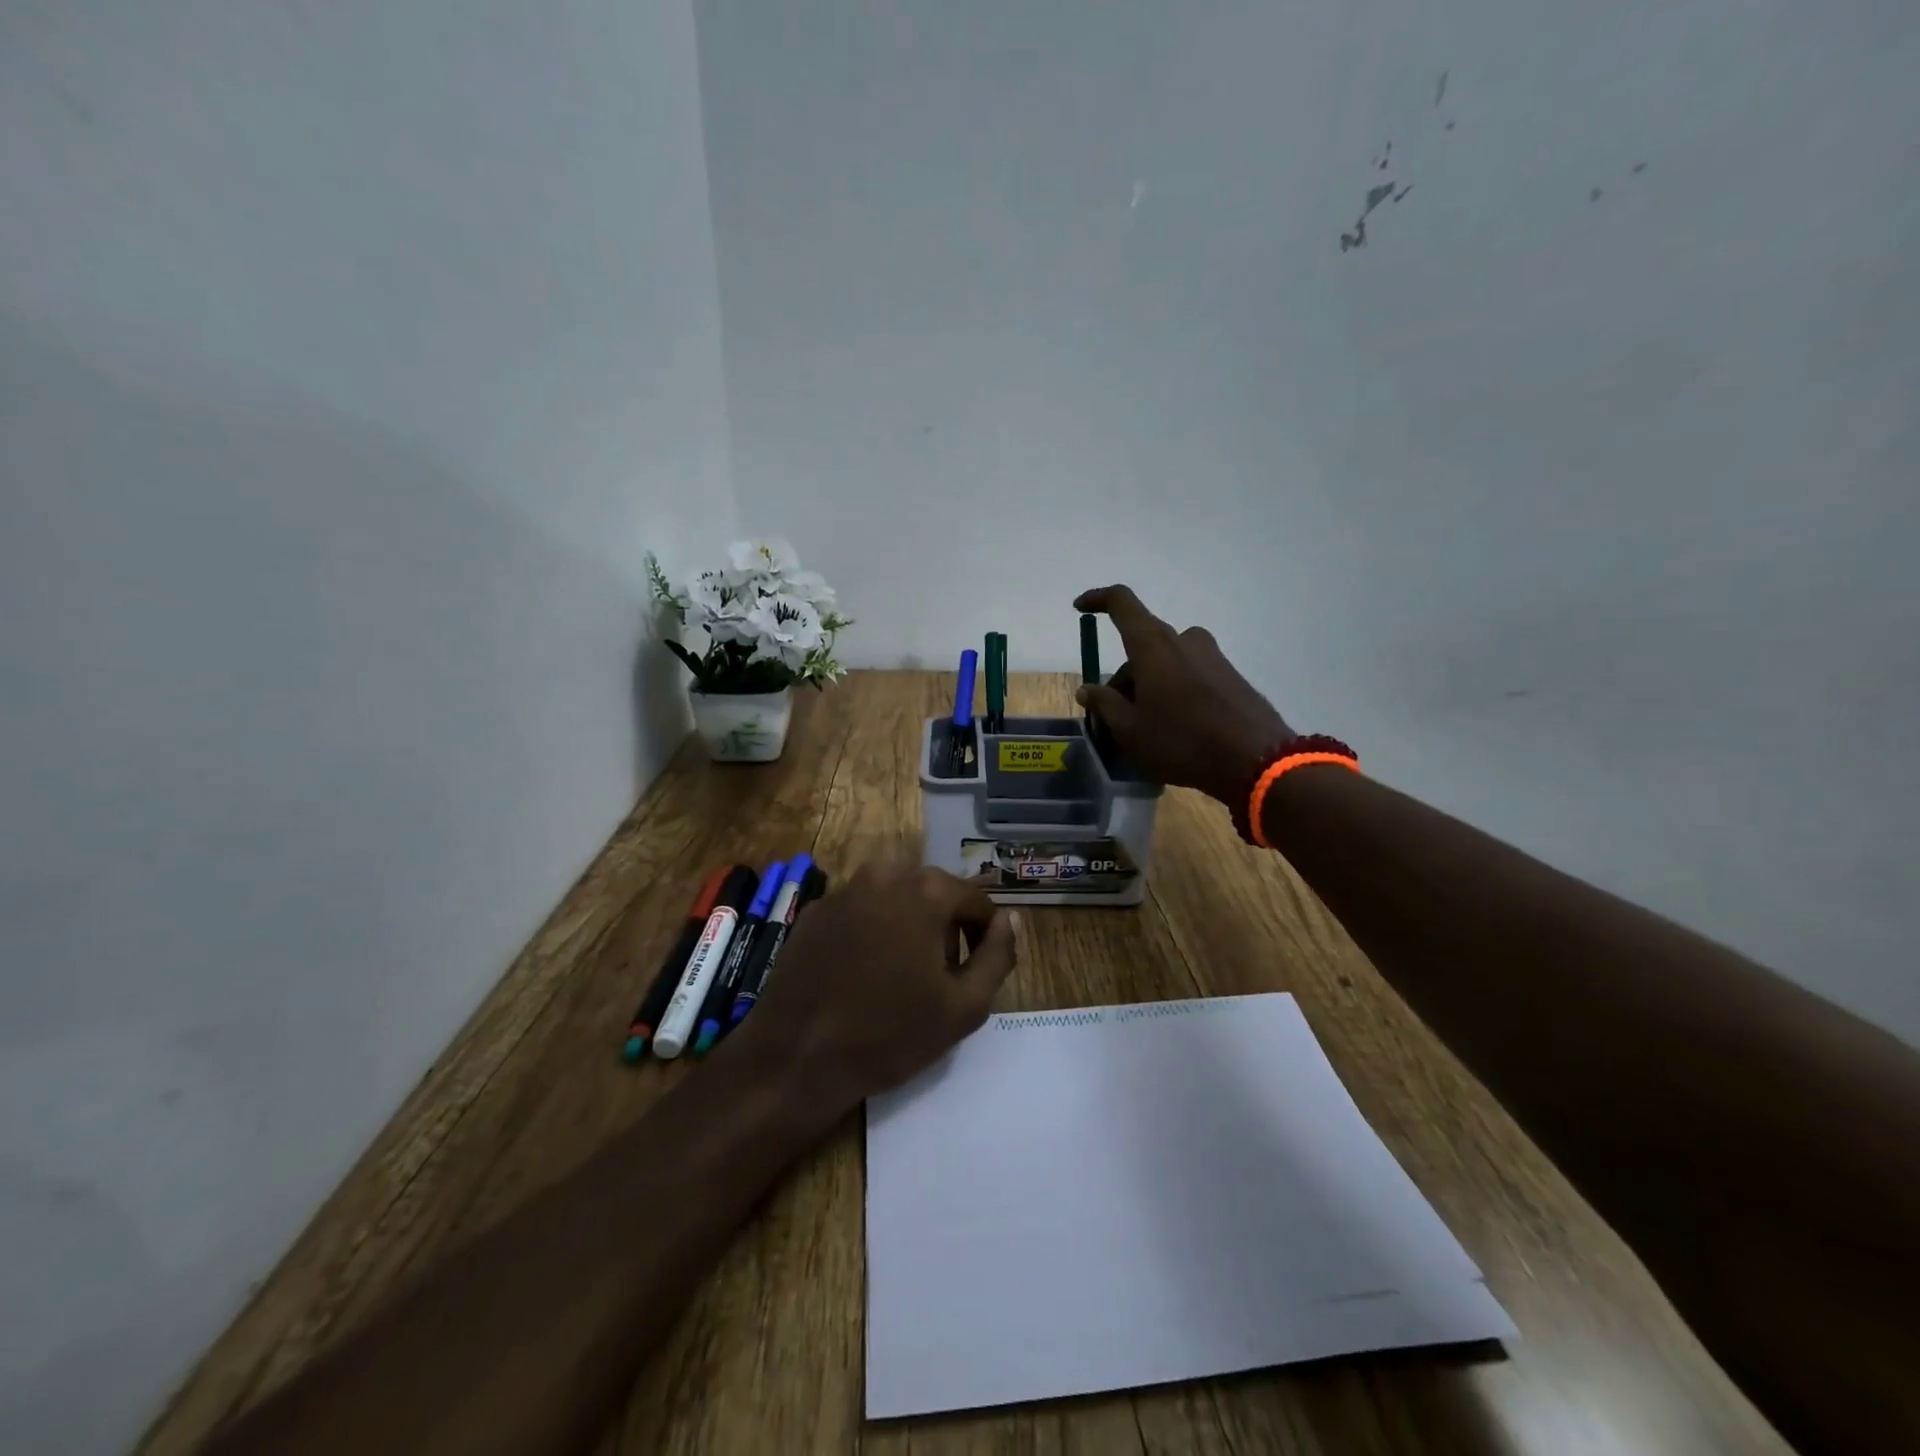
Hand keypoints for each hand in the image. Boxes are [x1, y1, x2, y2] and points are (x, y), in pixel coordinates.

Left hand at [728, 864, 1019, 1116]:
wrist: (797, 1056)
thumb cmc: (890, 1034)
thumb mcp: (965, 1006)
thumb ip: (999, 956)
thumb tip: (1010, 920)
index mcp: (926, 891)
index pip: (977, 900)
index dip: (985, 936)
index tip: (976, 972)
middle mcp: (885, 875)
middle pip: (935, 892)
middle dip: (947, 926)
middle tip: (941, 976)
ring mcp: (845, 890)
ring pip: (896, 897)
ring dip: (910, 924)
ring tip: (901, 974)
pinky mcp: (815, 910)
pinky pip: (861, 909)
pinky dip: (873, 929)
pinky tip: (862, 972)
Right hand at [1074, 584, 1292, 807]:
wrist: (1256, 760)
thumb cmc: (1181, 741)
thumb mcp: (1130, 730)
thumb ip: (1104, 705)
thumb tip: (1087, 689)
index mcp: (1153, 645)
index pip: (1121, 603)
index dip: (1097, 600)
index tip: (1080, 608)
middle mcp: (1184, 640)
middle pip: (1141, 644)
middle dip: (1123, 675)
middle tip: (1115, 715)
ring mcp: (1212, 656)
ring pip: (1166, 661)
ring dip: (1149, 684)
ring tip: (1147, 726)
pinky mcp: (1230, 675)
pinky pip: (1189, 673)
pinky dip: (1174, 691)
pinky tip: (1176, 728)